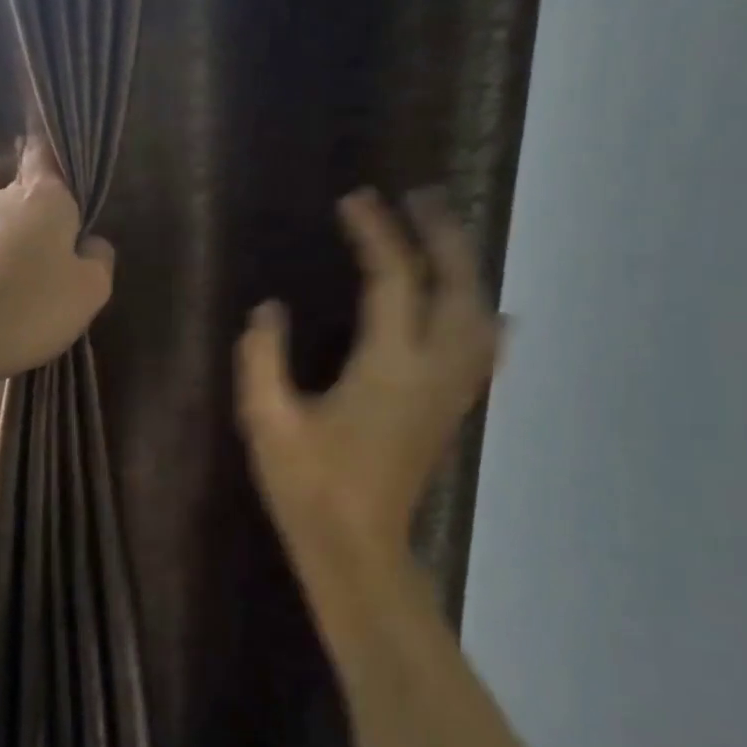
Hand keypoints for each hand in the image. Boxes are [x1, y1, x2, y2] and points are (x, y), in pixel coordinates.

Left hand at [0, 137, 114, 388]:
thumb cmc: (30, 308)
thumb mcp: (90, 290)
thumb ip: (99, 258)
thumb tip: (88, 243)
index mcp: (42, 195)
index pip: (46, 150)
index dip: (52, 146)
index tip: (55, 141)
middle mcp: (0, 199)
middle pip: (29, 196)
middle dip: (46, 219)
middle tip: (63, 259)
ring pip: (5, 230)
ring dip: (19, 251)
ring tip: (30, 295)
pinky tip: (0, 308)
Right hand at [235, 188, 503, 558]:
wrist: (358, 548)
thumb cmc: (308, 486)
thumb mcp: (267, 421)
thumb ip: (262, 359)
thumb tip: (268, 310)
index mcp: (387, 366)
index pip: (392, 279)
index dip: (376, 233)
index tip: (356, 200)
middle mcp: (433, 369)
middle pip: (457, 285)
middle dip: (441, 234)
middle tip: (418, 197)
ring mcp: (451, 391)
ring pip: (480, 312)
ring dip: (465, 266)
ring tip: (444, 236)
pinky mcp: (452, 409)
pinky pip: (484, 348)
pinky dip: (483, 313)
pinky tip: (481, 307)